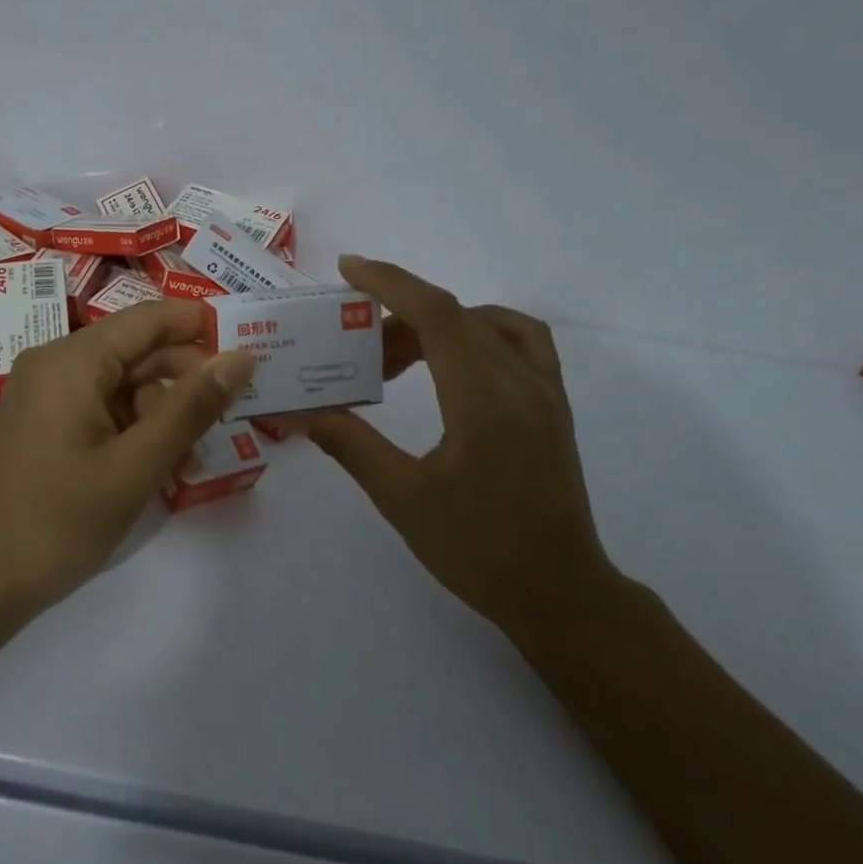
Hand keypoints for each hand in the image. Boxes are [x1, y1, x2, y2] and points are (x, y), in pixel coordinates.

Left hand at [0, 300, 255, 604]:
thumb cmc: (59, 519)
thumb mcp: (137, 464)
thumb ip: (192, 407)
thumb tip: (241, 357)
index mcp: (74, 359)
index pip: (150, 318)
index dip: (201, 327)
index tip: (248, 350)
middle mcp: (56, 363)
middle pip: (136, 351)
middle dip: (185, 379)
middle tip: (232, 414)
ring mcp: (45, 395)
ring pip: (121, 383)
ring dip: (162, 411)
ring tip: (195, 456)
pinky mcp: (43, 425)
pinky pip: (100, 408)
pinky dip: (134, 428)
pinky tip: (160, 464)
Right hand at [303, 256, 615, 641]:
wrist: (561, 594)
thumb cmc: (479, 551)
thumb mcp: (403, 500)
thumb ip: (350, 445)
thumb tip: (301, 413)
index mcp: (483, 401)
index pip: (436, 314)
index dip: (390, 282)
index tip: (348, 269)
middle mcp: (521, 382)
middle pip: (454, 316)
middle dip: (397, 317)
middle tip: (357, 350)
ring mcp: (545, 390)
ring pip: (486, 323)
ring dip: (436, 323)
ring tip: (399, 357)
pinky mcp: (554, 403)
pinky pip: (520, 339)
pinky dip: (480, 329)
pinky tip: (455, 358)